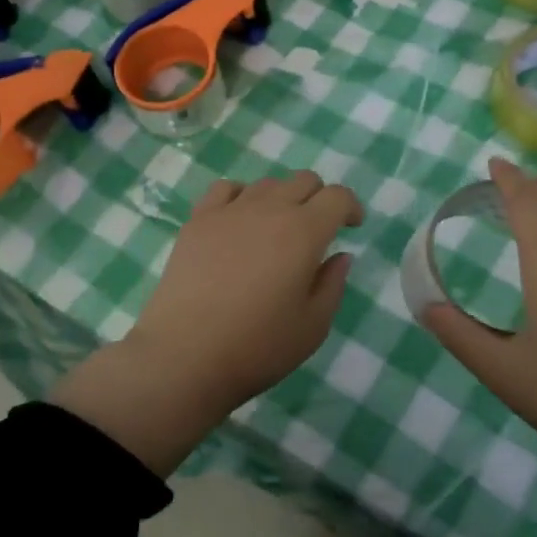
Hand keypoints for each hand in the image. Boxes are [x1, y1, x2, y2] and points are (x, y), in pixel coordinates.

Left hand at [53, 171, 362, 473]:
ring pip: (267, 183)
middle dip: (319, 198)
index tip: (351, 227)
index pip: (337, 196)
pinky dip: (242, 197)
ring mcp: (229, 211)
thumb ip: (333, 284)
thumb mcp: (313, 326)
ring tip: (276, 230)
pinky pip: (226, 190)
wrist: (185, 356)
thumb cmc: (258, 346)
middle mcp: (269, 209)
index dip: (351, 207)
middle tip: (317, 230)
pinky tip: (239, 222)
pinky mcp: (198, 221)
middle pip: (303, 180)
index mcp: (304, 232)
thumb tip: (339, 255)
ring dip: (282, 198)